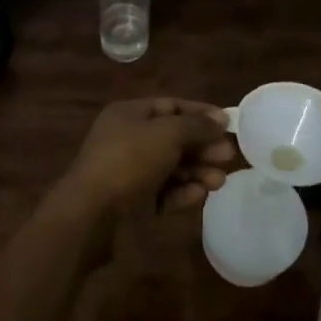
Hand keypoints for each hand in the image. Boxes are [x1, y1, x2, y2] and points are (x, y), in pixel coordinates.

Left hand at [52, 97, 235, 221]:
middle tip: (228, 156)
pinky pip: (164, 193)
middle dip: (203, 146)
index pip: (171, 106)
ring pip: (172, 167)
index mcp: (130, 114)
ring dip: (197, 171)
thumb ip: (197, 126)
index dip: (200, 113)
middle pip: (175, 138)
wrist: (91, 214)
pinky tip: (200, 195)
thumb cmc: (129, 161)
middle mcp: (129, 139)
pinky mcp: (134, 202)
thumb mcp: (167, 134)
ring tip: (219, 181)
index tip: (228, 124)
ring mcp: (130, 172)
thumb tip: (221, 119)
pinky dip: (183, 192)